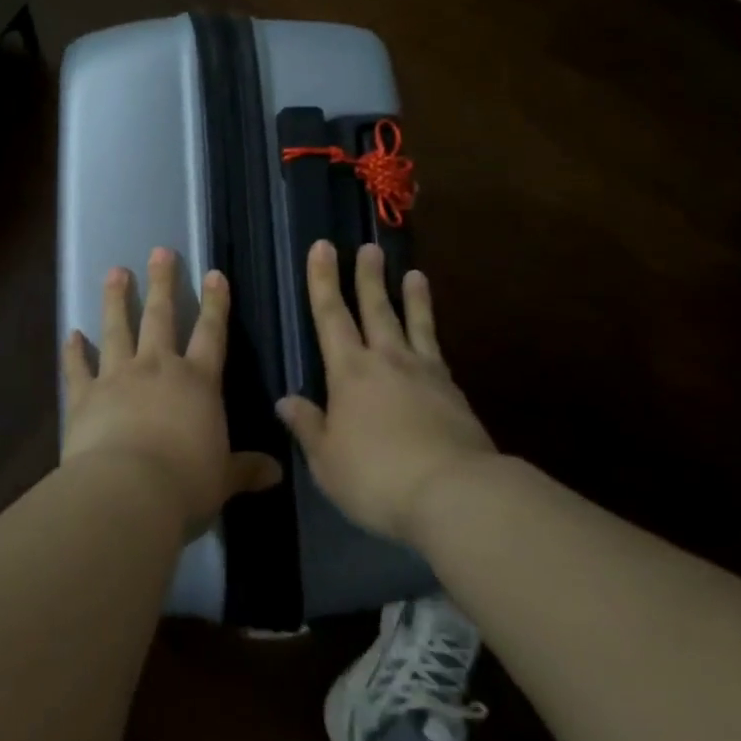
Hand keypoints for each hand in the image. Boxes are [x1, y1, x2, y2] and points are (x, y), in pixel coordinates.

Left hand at [62, 247, 281, 534]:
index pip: (211, 333)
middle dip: (162, 282)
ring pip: (117, 329)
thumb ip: (246, 470)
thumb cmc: (186, 483)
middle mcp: (158, 368)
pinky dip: (73, 351)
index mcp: (197, 382)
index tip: (214, 274)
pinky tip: (70, 334)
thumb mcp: (223, 479)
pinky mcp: (84, 396)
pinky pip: (78, 368)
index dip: (215, 303)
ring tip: (115, 272)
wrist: (128, 491)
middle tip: (159, 251)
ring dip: (116, 299)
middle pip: (160, 316)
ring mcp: (117, 376)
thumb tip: (277, 472)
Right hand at [276, 240, 495, 542]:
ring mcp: (425, 374)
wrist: (455, 494)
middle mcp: (387, 361)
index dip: (323, 281)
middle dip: (368, 277)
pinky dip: (433, 339)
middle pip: (376, 309)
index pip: (331, 316)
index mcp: (350, 372)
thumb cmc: (377, 477)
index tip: (322, 247)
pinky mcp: (454, 394)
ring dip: (412, 298)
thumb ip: (308, 427)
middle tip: (368, 248)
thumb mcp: (328, 461)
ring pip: (415, 325)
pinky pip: (438, 354)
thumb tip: (285, 400)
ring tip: (414, 274)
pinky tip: (433, 340)